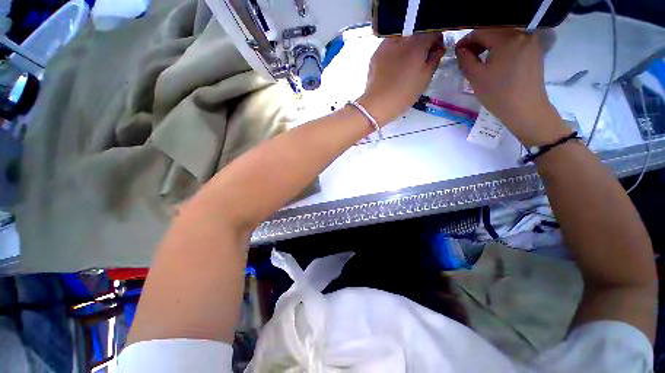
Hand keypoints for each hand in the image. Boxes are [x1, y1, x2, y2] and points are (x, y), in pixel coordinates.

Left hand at [358, 33, 444, 125]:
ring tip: (405, 64)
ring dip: (407, 47)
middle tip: (420, 60)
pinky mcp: (376, 53)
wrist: (377, 104)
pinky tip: (393, 67)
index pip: (433, 31)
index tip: (435, 53)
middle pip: (417, 32)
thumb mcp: (425, 79)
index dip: (437, 41)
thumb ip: (435, 59)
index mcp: (417, 43)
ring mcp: (386, 44)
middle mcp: (401, 38)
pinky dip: (395, 52)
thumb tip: (438, 48)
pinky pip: (390, 47)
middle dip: (421, 43)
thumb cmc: (403, 94)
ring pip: (402, 38)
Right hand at [456, 29, 570, 145]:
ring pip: (504, 37)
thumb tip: (460, 50)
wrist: (525, 109)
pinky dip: (501, 49)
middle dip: (478, 43)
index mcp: (507, 38)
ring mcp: (531, 41)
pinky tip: (494, 62)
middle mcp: (522, 34)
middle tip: (466, 57)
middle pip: (494, 32)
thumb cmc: (497, 94)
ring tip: (479, 60)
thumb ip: (465, 59)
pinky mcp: (535, 50)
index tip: (457, 52)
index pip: (481, 32)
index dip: (466, 41)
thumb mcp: (475, 76)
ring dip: (489, 46)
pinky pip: (514, 43)